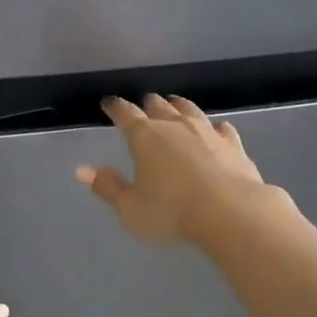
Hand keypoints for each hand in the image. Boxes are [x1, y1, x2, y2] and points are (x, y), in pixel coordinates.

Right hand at [76, 94, 269, 245]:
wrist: (231, 213)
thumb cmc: (172, 212)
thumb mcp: (130, 207)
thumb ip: (108, 187)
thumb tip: (82, 170)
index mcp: (145, 136)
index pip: (125, 114)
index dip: (115, 108)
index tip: (108, 103)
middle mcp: (175, 126)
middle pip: (158, 106)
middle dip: (147, 104)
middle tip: (143, 104)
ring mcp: (207, 132)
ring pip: (189, 110)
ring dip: (178, 106)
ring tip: (174, 103)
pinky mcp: (233, 145)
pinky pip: (222, 128)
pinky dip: (214, 127)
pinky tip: (217, 128)